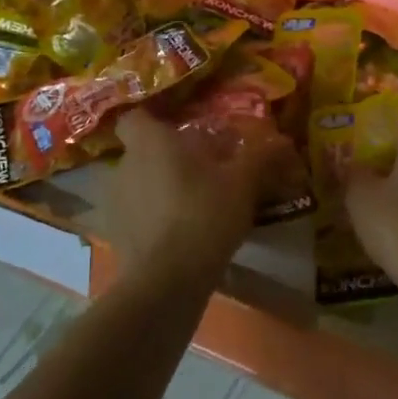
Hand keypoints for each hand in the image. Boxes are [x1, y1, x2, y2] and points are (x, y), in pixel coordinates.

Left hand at [104, 109, 272, 284]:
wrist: (166, 281)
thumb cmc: (203, 214)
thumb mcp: (243, 183)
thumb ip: (261, 157)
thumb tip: (283, 141)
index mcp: (149, 142)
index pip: (134, 116)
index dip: (154, 119)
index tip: (179, 128)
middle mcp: (123, 166)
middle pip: (141, 152)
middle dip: (166, 158)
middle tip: (200, 169)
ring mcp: (114, 204)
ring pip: (138, 185)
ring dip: (159, 190)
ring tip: (192, 204)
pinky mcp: (115, 237)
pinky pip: (136, 216)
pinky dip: (153, 220)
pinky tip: (181, 235)